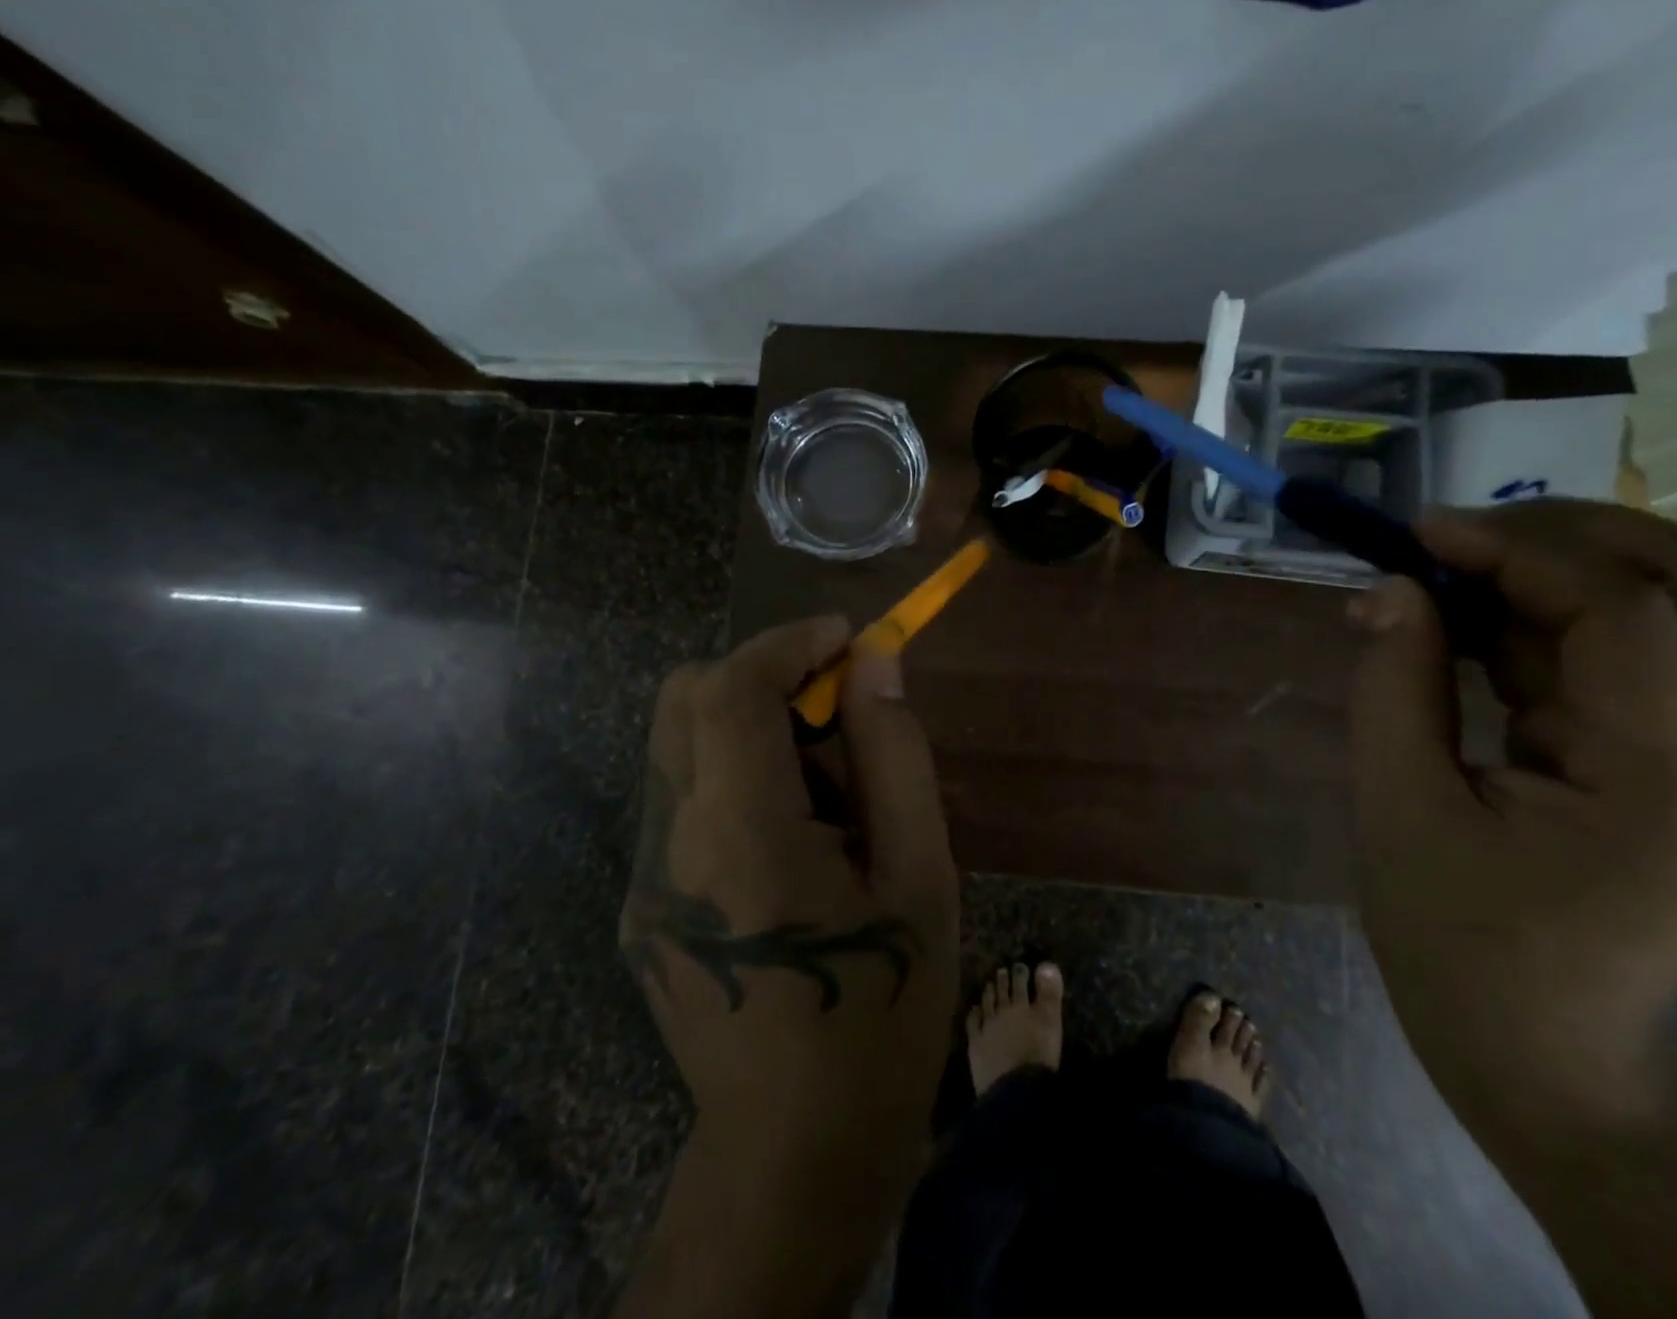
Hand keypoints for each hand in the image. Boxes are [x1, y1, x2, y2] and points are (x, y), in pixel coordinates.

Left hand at [619, 616, 958, 1179]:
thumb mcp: (919, 874)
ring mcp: (643, 876)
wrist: (794, 1152)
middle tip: (839, 714)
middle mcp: (669, 843)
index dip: (788, 643)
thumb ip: (895, 755)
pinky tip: (796, 841)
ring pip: (683, 743)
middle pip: (684, 699)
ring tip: (831, 797)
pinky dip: (740, 775)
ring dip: (756, 729)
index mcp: (740, 835)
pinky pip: (685, 794)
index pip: (728, 690)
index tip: (849, 639)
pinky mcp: (643, 902)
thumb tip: (877, 663)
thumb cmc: (880, 1008)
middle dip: (765, 677)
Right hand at [1347, 501, 1676, 1116]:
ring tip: (1448, 587)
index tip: (1419, 533)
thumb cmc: (1455, 942)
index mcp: (1673, 788)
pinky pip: (1643, 655)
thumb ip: (1394, 686)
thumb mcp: (1398, 808)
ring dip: (1558, 573)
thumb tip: (1390, 589)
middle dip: (1566, 534)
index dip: (1517, 548)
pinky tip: (1476, 639)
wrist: (1542, 1055)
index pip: (1625, 611)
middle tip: (1452, 538)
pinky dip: (1555, 624)